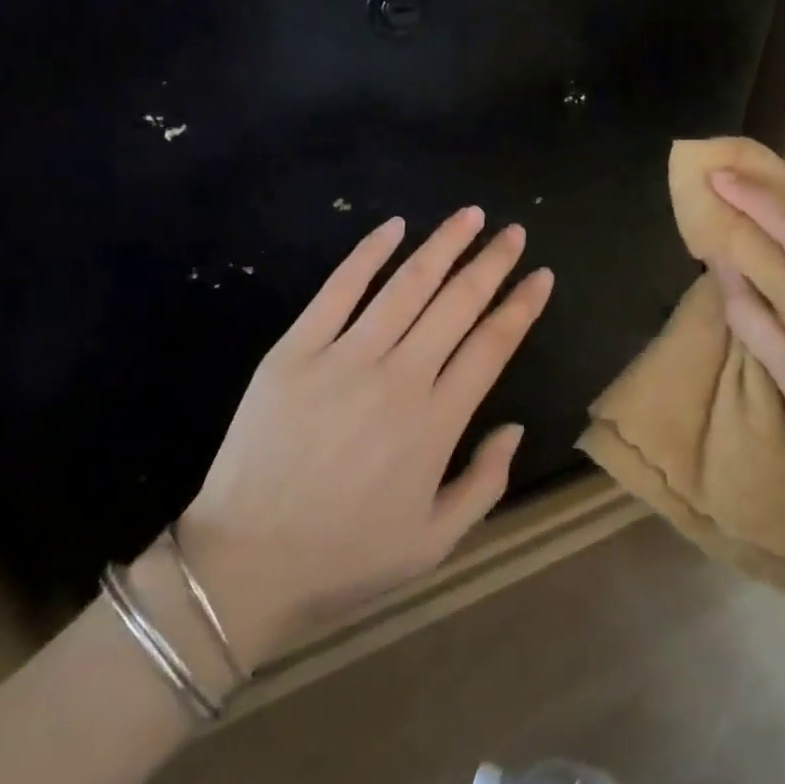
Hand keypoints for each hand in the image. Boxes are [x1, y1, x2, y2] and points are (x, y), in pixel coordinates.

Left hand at [171, 209, 552, 667]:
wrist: (242, 566)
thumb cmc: (343, 558)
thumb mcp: (432, 543)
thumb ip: (485, 484)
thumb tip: (515, 427)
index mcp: (436, 422)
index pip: (492, 346)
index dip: (522, 306)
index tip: (542, 275)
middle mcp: (399, 378)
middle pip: (458, 303)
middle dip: (492, 262)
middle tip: (514, 232)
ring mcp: (345, 358)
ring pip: (407, 285)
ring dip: (443, 245)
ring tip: (470, 216)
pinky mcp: (296, 350)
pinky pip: (339, 289)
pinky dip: (369, 252)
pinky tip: (395, 226)